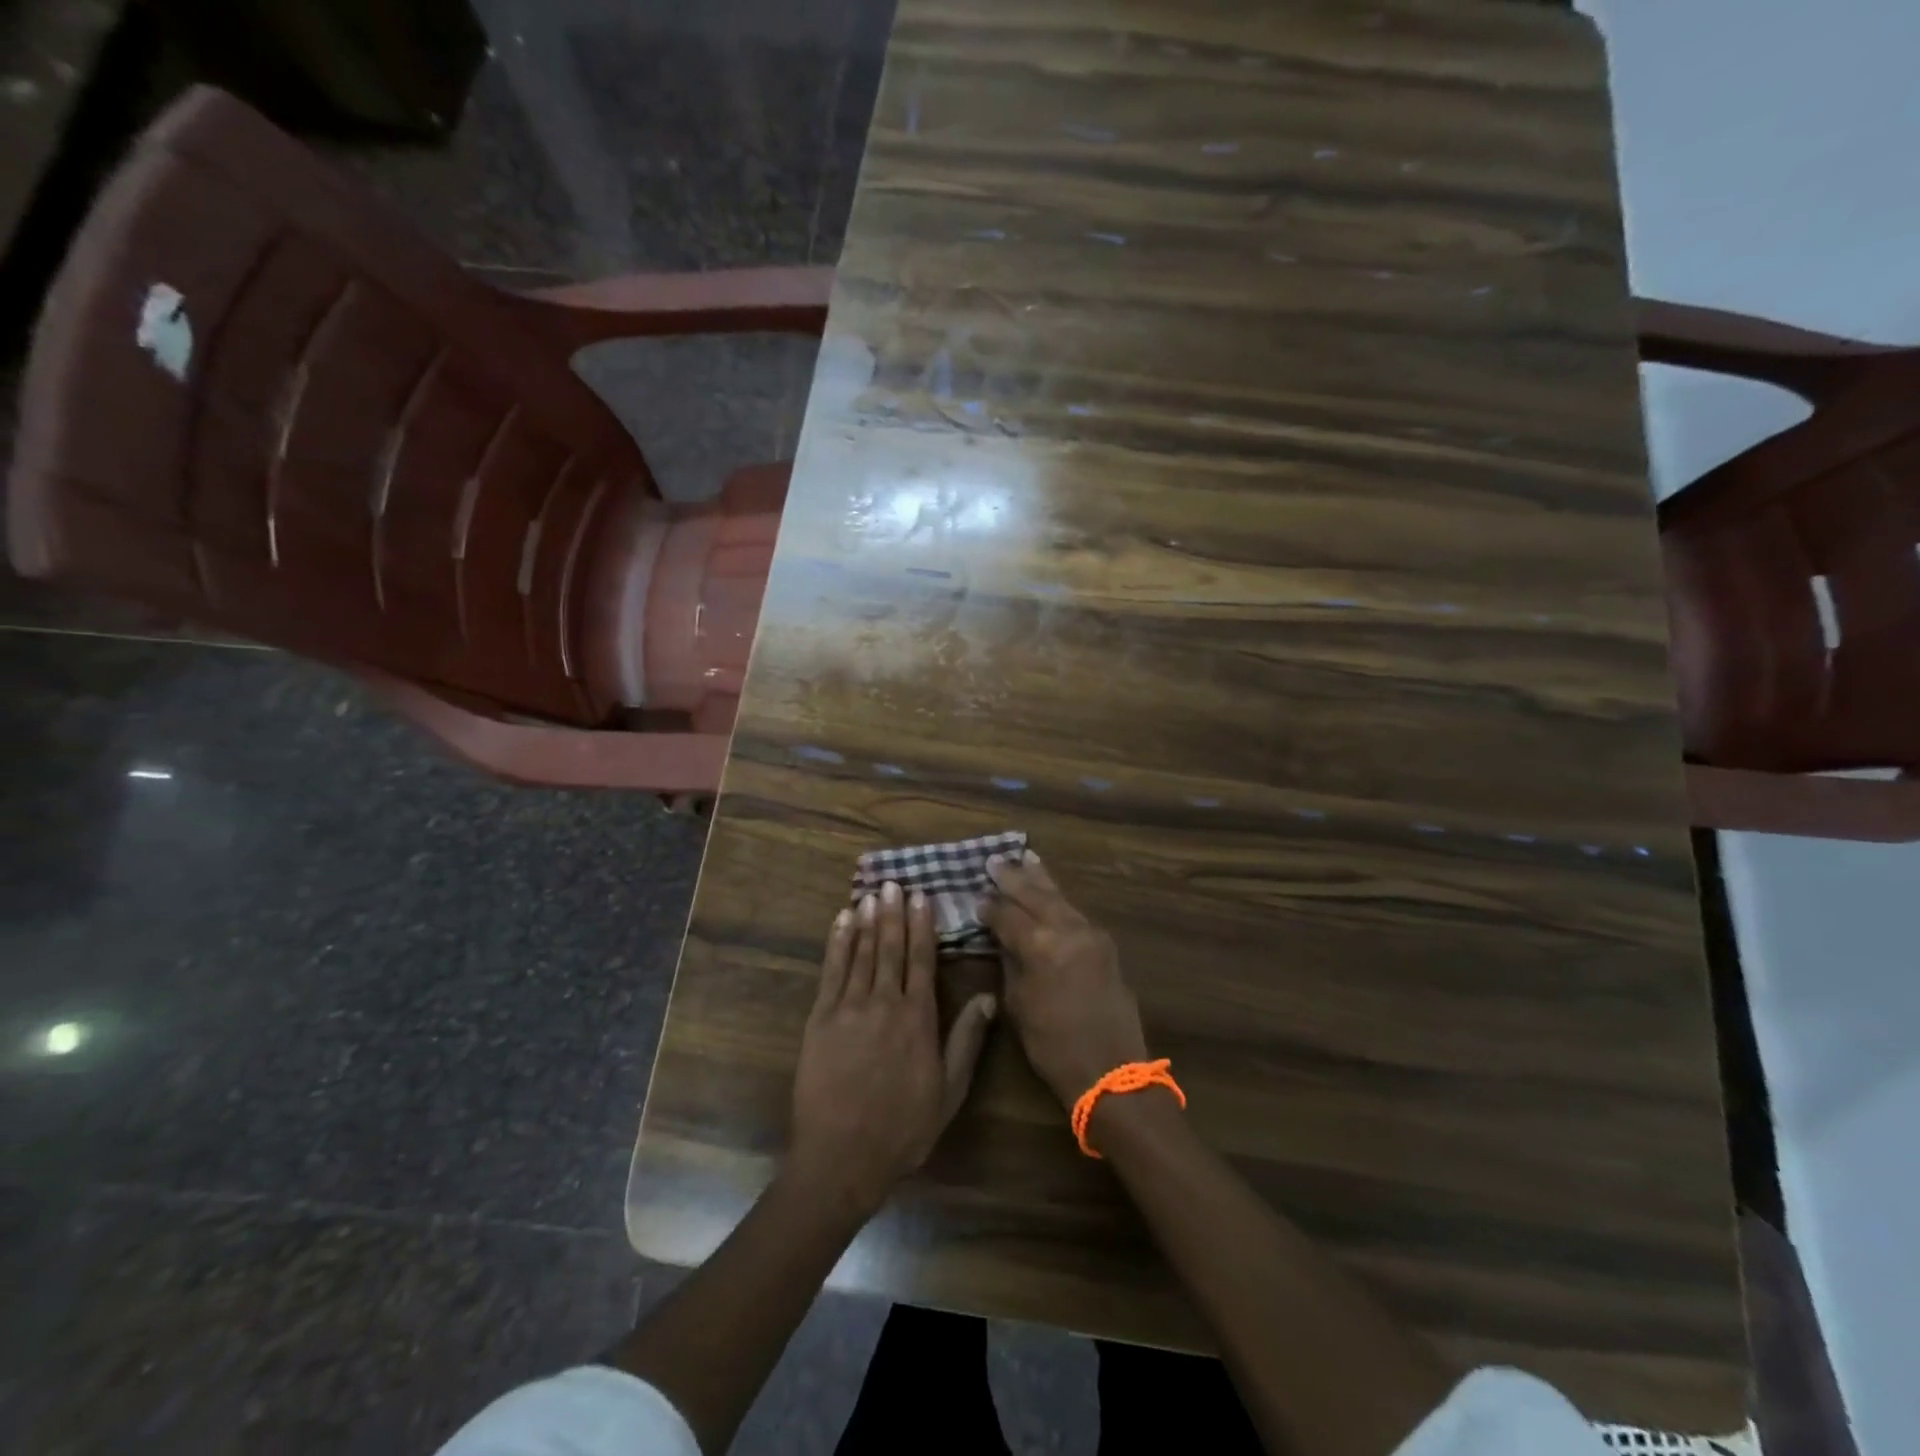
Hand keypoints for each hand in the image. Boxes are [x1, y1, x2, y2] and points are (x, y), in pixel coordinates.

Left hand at [788, 882, 998, 1214]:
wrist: (842, 1157)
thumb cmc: (903, 1127)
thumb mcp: (949, 1090)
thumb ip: (966, 1040)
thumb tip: (988, 998)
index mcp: (917, 1018)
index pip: (921, 959)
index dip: (922, 925)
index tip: (922, 896)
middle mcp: (884, 1003)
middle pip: (890, 948)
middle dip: (893, 913)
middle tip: (894, 883)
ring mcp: (848, 1008)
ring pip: (861, 953)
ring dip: (867, 920)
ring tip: (871, 893)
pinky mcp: (820, 1019)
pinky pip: (831, 972)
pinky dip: (837, 944)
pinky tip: (841, 922)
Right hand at [978, 852, 1147, 1109]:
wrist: (1111, 1069)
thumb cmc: (1053, 1045)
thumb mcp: (1018, 1005)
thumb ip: (1010, 963)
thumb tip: (1002, 938)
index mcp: (1040, 946)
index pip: (1007, 916)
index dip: (989, 907)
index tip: (975, 897)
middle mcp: (1067, 930)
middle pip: (1035, 895)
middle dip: (1013, 877)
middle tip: (994, 860)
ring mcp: (1090, 933)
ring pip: (1059, 897)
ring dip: (1040, 878)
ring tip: (1026, 857)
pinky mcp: (1104, 943)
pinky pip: (1075, 911)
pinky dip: (1059, 897)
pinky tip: (1050, 890)